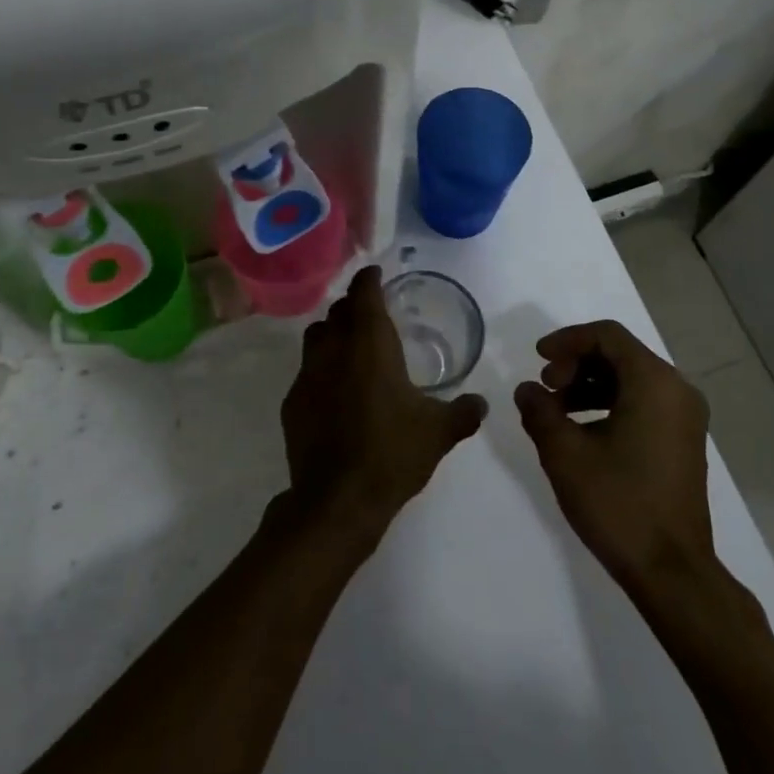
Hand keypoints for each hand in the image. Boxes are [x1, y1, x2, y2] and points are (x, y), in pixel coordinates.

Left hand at [280, 267, 486, 539]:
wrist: (337, 500)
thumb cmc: (392, 454)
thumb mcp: (438, 433)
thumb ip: (463, 412)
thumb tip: (481, 403)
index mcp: (370, 344)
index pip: (364, 294)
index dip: (369, 279)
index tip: (376, 273)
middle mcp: (334, 349)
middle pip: (338, 311)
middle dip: (353, 306)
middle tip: (371, 314)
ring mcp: (307, 375)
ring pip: (315, 336)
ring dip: (332, 333)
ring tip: (350, 348)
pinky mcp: (292, 402)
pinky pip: (305, 372)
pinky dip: (320, 370)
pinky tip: (334, 392)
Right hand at [515, 320, 716, 599]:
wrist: (672, 572)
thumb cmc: (618, 503)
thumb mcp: (564, 453)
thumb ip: (540, 411)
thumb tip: (527, 390)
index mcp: (654, 382)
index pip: (607, 336)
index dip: (567, 340)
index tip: (537, 359)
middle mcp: (677, 390)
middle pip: (619, 354)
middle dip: (576, 364)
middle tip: (545, 388)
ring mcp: (684, 417)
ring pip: (630, 380)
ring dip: (589, 385)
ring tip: (555, 411)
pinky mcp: (682, 441)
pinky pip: (642, 403)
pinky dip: (608, 404)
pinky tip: (581, 431)